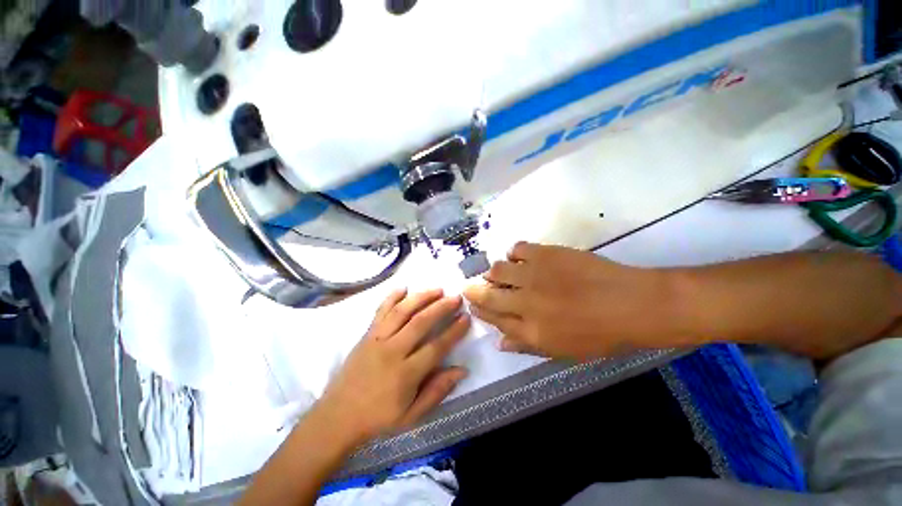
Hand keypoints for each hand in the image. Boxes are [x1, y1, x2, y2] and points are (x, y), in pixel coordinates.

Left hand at [316, 289, 469, 445]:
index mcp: (405, 374)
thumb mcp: (412, 415)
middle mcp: (392, 351)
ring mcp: (377, 339)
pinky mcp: (367, 334)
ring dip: (421, 297)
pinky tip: (403, 287)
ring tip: (437, 289)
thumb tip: (462, 370)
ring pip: (402, 311)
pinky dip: (392, 297)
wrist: (337, 416)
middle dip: (441, 307)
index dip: (454, 331)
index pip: (436, 347)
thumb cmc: (378, 418)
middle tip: (456, 297)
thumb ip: (437, 391)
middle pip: (420, 322)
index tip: (466, 318)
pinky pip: (380, 311)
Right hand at [463, 242, 670, 359]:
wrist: (632, 304)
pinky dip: (514, 253)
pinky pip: (518, 249)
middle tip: (469, 287)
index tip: (471, 304)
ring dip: (494, 273)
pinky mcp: (546, 254)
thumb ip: (527, 346)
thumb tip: (499, 343)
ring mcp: (534, 275)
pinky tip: (520, 257)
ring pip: (498, 270)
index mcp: (530, 330)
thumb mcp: (563, 351)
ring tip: (499, 273)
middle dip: (474, 291)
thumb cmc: (601, 335)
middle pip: (488, 295)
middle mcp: (526, 303)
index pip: (493, 319)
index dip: (479, 311)